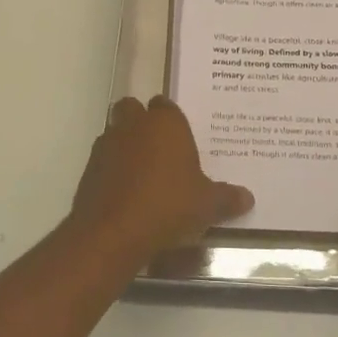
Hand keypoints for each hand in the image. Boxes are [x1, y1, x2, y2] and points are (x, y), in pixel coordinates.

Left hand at [69, 97, 253, 261]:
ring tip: (143, 173)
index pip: (166, 104)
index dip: (172, 119)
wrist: (113, 232)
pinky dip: (112, 169)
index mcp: (165, 123)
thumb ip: (227, 198)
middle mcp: (134, 124)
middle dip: (142, 122)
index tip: (182, 137)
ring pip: (115, 131)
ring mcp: (107, 143)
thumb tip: (248, 198)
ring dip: (125, 144)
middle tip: (160, 149)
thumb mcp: (207, 205)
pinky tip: (126, 192)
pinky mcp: (89, 168)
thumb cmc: (168, 205)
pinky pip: (103, 159)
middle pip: (133, 109)